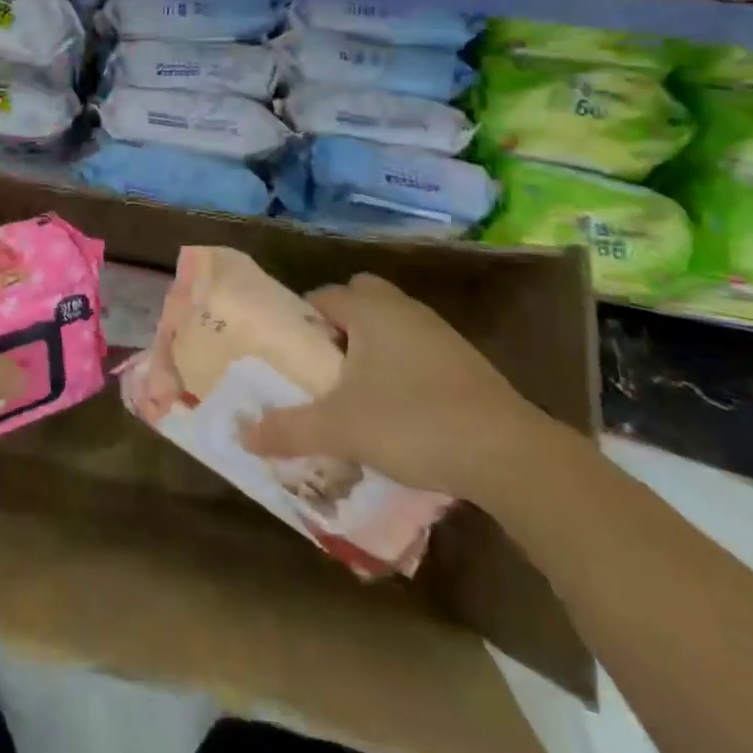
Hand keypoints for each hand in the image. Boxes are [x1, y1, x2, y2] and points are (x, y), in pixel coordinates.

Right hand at [241, 272, 557, 501]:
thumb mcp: (340, 428)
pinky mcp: (465, 362)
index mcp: (370, 309)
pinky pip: (417, 349)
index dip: (300, 322)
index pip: (321, 297)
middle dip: (339, 326)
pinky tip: (400, 410)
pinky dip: (402, 367)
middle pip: (359, 299)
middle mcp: (403, 309)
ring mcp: (439, 333)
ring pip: (391, 325)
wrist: (509, 454)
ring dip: (371, 347)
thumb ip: (289, 429)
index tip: (290, 357)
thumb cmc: (413, 422)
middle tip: (324, 367)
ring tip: (356, 393)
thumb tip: (243, 435)